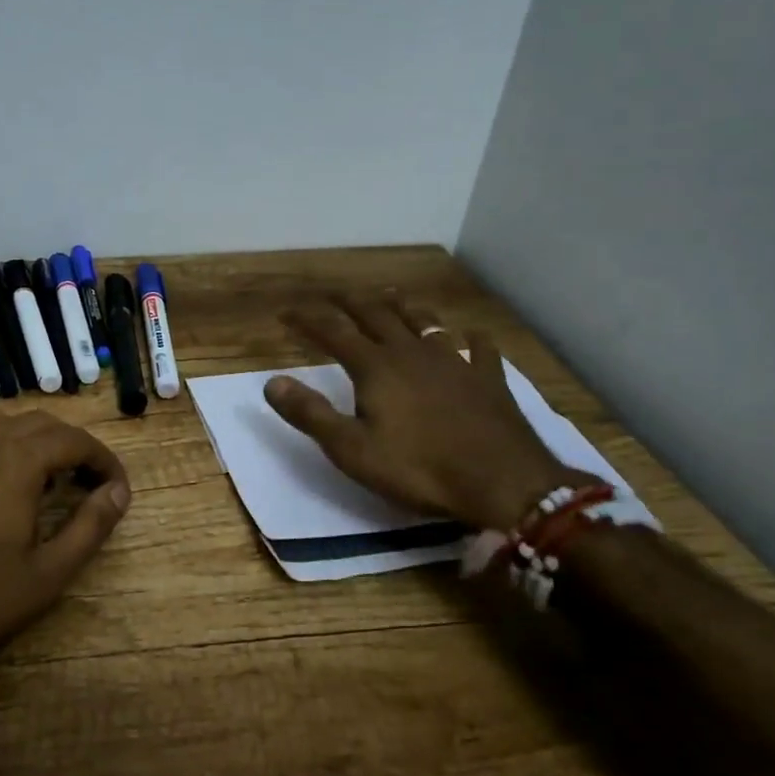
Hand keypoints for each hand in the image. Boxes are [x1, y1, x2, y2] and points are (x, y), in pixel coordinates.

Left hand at [0, 409, 131, 699]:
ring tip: (32, 476)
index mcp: (15, 460)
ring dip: (22, 439)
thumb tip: (118, 491)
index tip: (114, 485)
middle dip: (67, 445)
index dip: (101, 458)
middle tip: (81, 481)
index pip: (74, 439)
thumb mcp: (46, 575)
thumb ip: (90, 526)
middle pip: (35, 422)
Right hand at [265, 295, 577, 531]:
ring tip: (390, 297)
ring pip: (424, 322)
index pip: (333, 332)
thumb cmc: (418, 468)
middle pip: (377, 315)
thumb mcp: (351, 449)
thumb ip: (310, 413)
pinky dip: (470, 338)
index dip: (308, 320)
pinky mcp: (488, 378)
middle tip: (334, 293)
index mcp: (376, 367)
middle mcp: (412, 352)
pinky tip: (472, 336)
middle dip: (351, 302)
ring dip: (403, 307)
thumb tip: (272, 381)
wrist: (502, 482)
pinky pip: (479, 348)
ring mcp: (455, 361)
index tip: (286, 312)